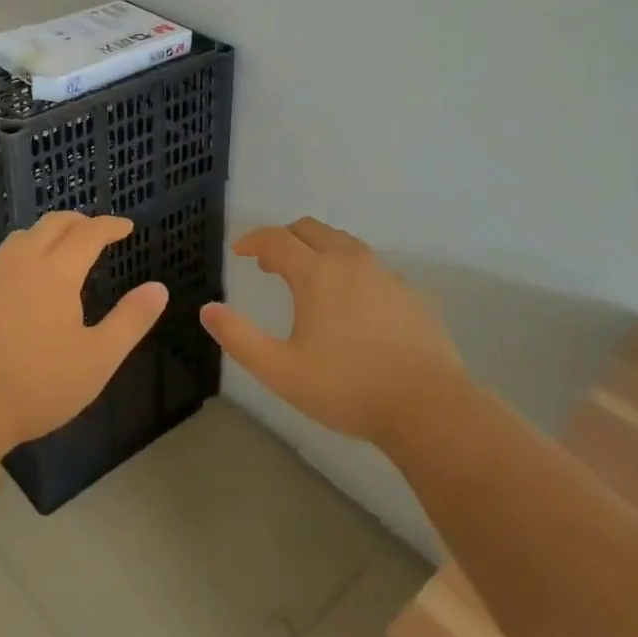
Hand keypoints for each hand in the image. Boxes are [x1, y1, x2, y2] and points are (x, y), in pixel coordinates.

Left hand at [0, 212, 168, 452]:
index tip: (126, 227)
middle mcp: (22, 263)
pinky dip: (18, 257)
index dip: (110, 226)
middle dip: (78, 221)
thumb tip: (159, 288)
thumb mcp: (98, 358)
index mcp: (56, 272)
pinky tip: (18, 280)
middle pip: (52, 224)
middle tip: (95, 230)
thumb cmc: (39, 384)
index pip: (89, 233)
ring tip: (58, 248)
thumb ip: (131, 320)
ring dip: (45, 233)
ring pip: (20, 237)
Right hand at [202, 217, 467, 448]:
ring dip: (317, 248)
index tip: (239, 252)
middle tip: (269, 263)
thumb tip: (208, 310)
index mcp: (317, 273)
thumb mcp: (281, 370)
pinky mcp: (409, 293)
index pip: (277, 239)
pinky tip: (348, 302)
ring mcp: (385, 274)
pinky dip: (346, 268)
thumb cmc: (348, 388)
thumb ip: (240, 338)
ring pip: (343, 243)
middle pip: (311, 229)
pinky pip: (369, 265)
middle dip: (284, 238)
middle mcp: (350, 262)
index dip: (253, 240)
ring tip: (306, 278)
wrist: (429, 407)